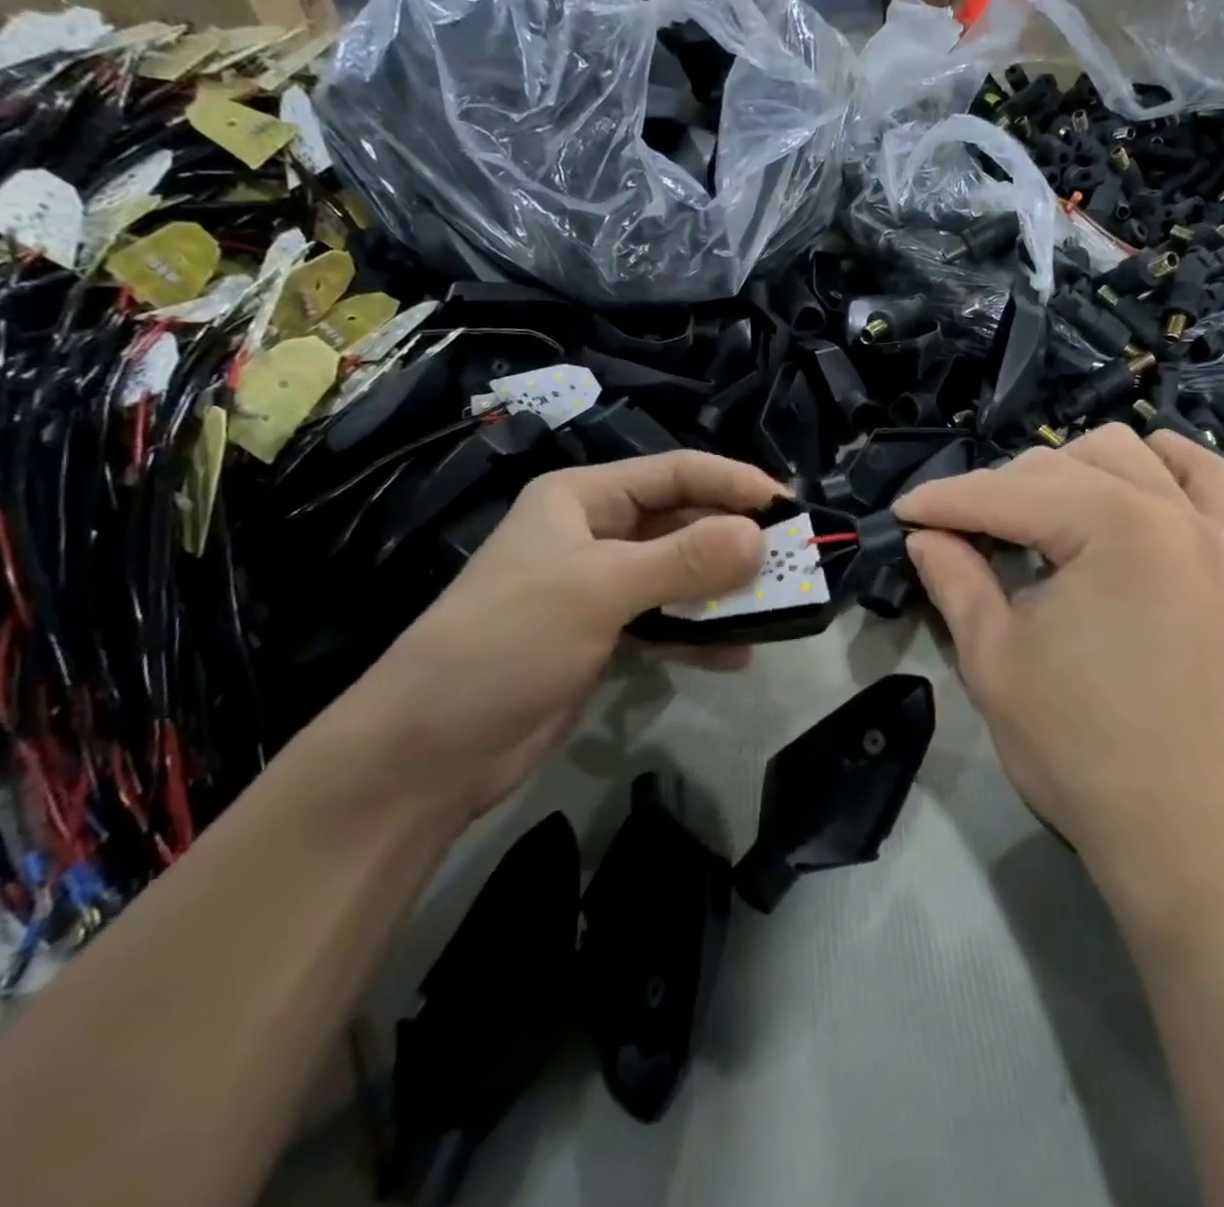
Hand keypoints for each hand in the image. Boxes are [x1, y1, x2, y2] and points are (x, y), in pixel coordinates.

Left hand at [332, 452, 785, 821]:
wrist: (430, 750)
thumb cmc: (508, 643)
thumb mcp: (599, 589)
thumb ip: (684, 560)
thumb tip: (760, 537)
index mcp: (583, 499)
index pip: (675, 473)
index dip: (734, 483)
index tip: (789, 508)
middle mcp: (596, 534)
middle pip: (684, 523)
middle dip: (736, 542)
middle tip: (793, 563)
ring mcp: (601, 588)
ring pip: (682, 575)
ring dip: (726, 590)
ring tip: (777, 607)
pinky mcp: (606, 637)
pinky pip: (669, 623)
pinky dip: (703, 634)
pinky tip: (738, 654)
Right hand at [893, 425, 1223, 870]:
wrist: (1174, 823)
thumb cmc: (1074, 744)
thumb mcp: (992, 657)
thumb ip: (954, 577)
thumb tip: (925, 535)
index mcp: (1112, 528)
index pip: (1007, 494)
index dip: (945, 501)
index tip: (901, 514)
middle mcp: (1164, 510)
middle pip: (1058, 466)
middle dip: (994, 492)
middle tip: (952, 535)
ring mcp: (1201, 530)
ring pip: (1120, 454)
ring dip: (1063, 471)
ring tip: (1026, 517)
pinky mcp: (1218, 559)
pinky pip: (1197, 477)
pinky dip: (1154, 465)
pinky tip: (1121, 483)